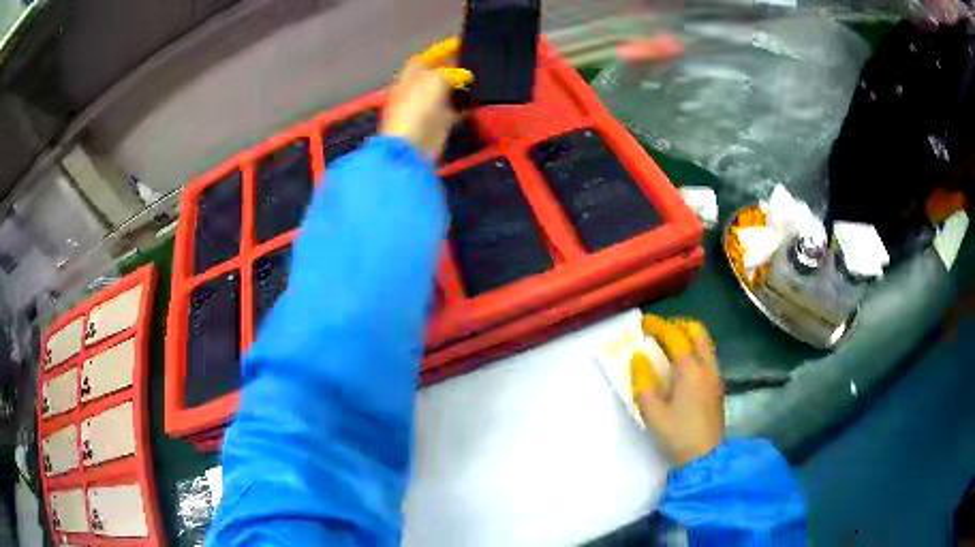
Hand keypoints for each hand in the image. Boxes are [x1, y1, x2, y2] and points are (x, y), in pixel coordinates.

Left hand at [380, 37, 472, 158]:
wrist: (411, 146)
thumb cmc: (418, 107)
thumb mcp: (435, 79)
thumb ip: (450, 71)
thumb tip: (461, 72)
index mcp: (410, 76)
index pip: (427, 58)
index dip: (442, 51)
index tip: (462, 45)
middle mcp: (417, 89)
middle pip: (439, 74)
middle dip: (455, 69)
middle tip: (477, 63)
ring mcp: (428, 107)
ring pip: (448, 92)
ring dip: (462, 87)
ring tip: (483, 79)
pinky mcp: (439, 123)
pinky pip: (456, 110)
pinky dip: (466, 105)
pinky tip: (480, 100)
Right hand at [632, 316, 724, 466]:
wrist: (704, 456)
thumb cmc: (676, 434)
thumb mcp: (651, 412)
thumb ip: (642, 381)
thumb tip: (639, 357)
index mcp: (689, 370)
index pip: (674, 336)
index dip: (658, 326)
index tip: (643, 323)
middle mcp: (706, 366)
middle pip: (697, 331)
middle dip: (677, 325)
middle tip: (659, 331)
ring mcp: (715, 375)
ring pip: (705, 342)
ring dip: (687, 336)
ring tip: (669, 345)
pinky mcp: (717, 386)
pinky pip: (707, 355)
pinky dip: (694, 349)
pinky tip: (682, 365)